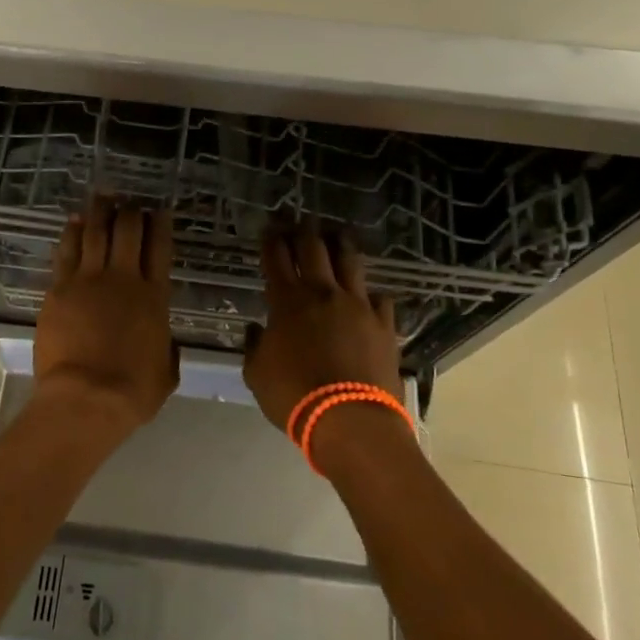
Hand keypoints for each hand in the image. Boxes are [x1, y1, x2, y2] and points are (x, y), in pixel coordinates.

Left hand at [34, 196, 179, 431]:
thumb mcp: (166, 372)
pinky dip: (71, 232)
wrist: (86, 397)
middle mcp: (124, 279)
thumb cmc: (132, 391)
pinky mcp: (60, 289)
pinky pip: (66, 251)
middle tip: (130, 202)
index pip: (160, 249)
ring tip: (103, 197)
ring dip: (100, 212)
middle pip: (127, 231)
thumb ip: (167, 349)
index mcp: (155, 297)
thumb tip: (167, 342)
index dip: (160, 225)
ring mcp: (88, 280)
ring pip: (95, 233)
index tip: (159, 210)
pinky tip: (73, 221)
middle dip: (131, 212)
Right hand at [242, 218, 404, 433]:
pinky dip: (370, 294)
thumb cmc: (294, 396)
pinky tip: (369, 295)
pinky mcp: (384, 324)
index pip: (276, 258)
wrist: (350, 419)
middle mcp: (323, 293)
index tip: (270, 226)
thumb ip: (255, 346)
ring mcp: (358, 305)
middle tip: (300, 219)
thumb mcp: (257, 374)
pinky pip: (379, 298)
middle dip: (304, 230)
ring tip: (337, 234)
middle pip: (313, 249)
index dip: (272, 239)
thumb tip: (258, 330)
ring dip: (340, 245)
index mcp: (287, 301)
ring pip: (350, 262)